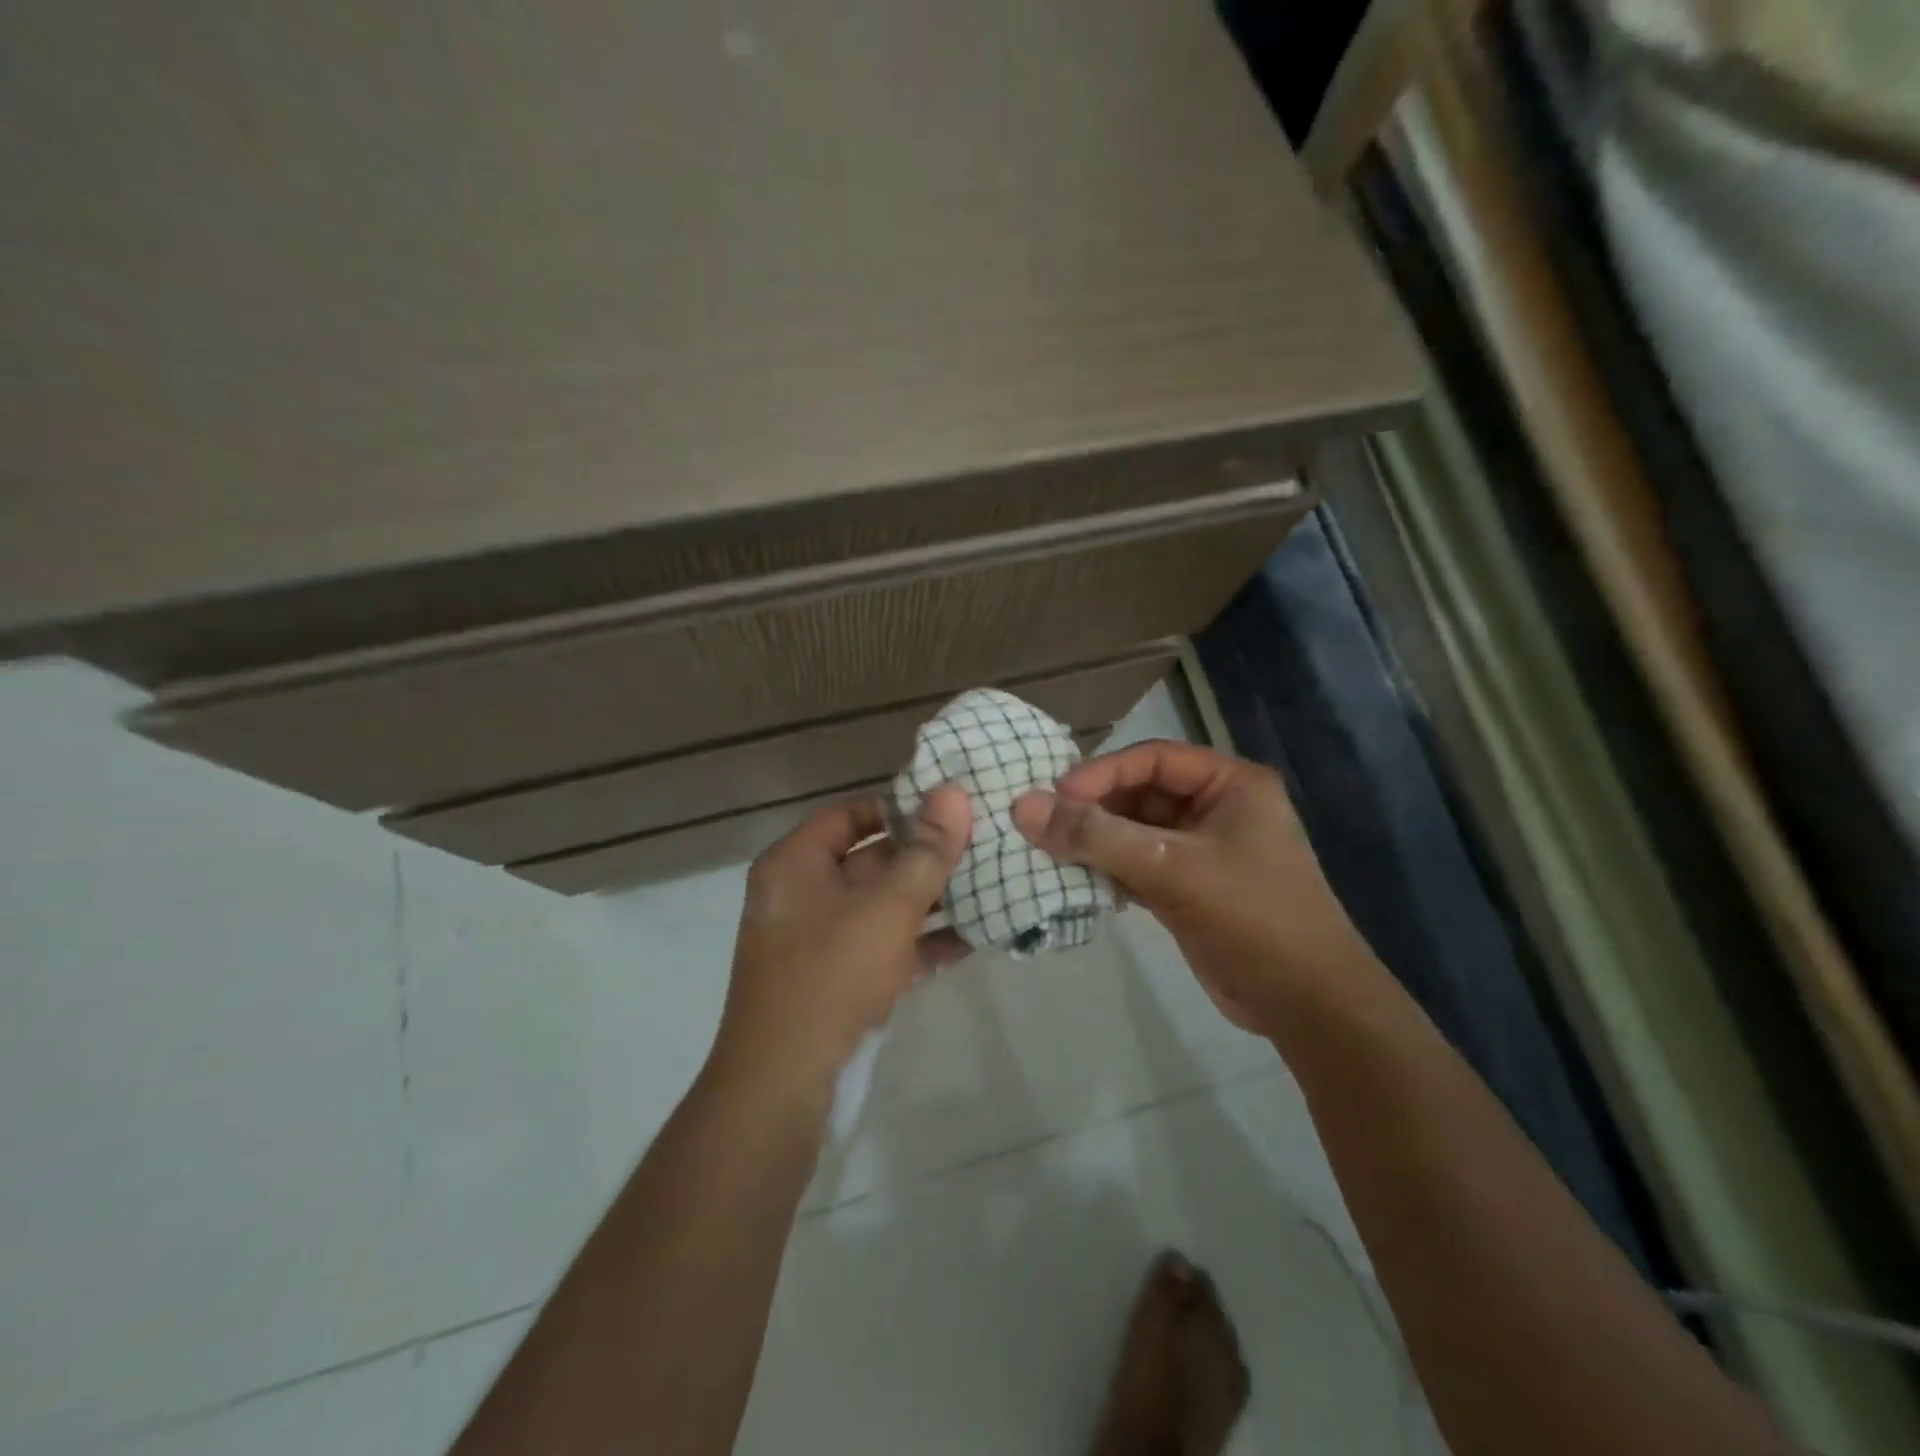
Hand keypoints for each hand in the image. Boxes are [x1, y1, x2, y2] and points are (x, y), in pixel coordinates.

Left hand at [711, 785, 972, 1105]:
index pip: (852, 814)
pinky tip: (979, 936)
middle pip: (874, 860)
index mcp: (796, 865)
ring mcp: (824, 942)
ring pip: (887, 906)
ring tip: (994, 883)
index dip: (901, 807)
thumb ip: (925, 852)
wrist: (784, 1088)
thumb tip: (954, 793)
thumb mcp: (885, 909)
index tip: (954, 806)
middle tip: (987, 842)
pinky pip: (891, 947)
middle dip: (929, 856)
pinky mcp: (845, 981)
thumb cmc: (830, 978)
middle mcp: (805, 896)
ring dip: (936, 900)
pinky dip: (927, 942)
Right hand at [1012, 741, 1370, 1030]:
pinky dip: (1106, 870)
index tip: (1055, 795)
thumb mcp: (1172, 869)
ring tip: (1048, 849)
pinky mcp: (1187, 888)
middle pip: (1140, 793)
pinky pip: (1136, 865)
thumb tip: (1022, 805)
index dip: (1102, 772)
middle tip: (1042, 824)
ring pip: (1134, 832)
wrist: (1306, 1005)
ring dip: (1096, 840)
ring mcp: (1201, 851)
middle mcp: (1216, 809)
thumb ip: (1097, 837)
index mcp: (1230, 784)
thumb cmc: (1251, 918)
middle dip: (1094, 808)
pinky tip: (1073, 878)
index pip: (1153, 759)